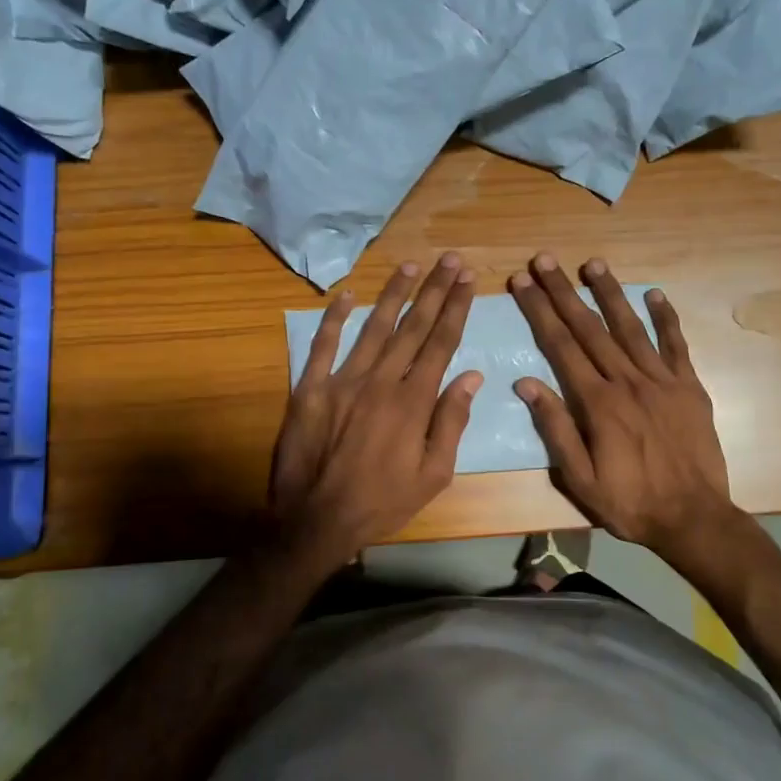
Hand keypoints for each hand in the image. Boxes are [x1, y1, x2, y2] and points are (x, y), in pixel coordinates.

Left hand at [271, 254, 482, 562]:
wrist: (316, 521)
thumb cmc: (382, 502)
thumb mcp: (433, 475)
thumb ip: (451, 422)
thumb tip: (472, 376)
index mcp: (413, 402)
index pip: (440, 344)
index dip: (456, 309)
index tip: (468, 280)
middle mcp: (380, 381)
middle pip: (412, 327)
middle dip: (434, 291)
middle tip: (450, 259)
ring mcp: (341, 381)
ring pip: (373, 328)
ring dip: (393, 294)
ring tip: (411, 266)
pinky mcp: (309, 389)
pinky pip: (322, 346)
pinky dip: (333, 319)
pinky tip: (347, 295)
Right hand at [509, 253, 734, 555]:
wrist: (694, 518)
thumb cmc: (630, 503)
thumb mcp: (579, 478)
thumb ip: (555, 428)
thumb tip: (526, 384)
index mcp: (598, 404)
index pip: (561, 346)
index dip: (540, 311)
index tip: (522, 282)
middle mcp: (628, 382)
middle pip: (590, 328)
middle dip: (564, 292)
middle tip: (544, 260)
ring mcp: (663, 381)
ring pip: (631, 328)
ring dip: (610, 293)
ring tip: (592, 263)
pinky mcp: (690, 388)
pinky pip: (676, 345)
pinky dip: (665, 318)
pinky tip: (654, 294)